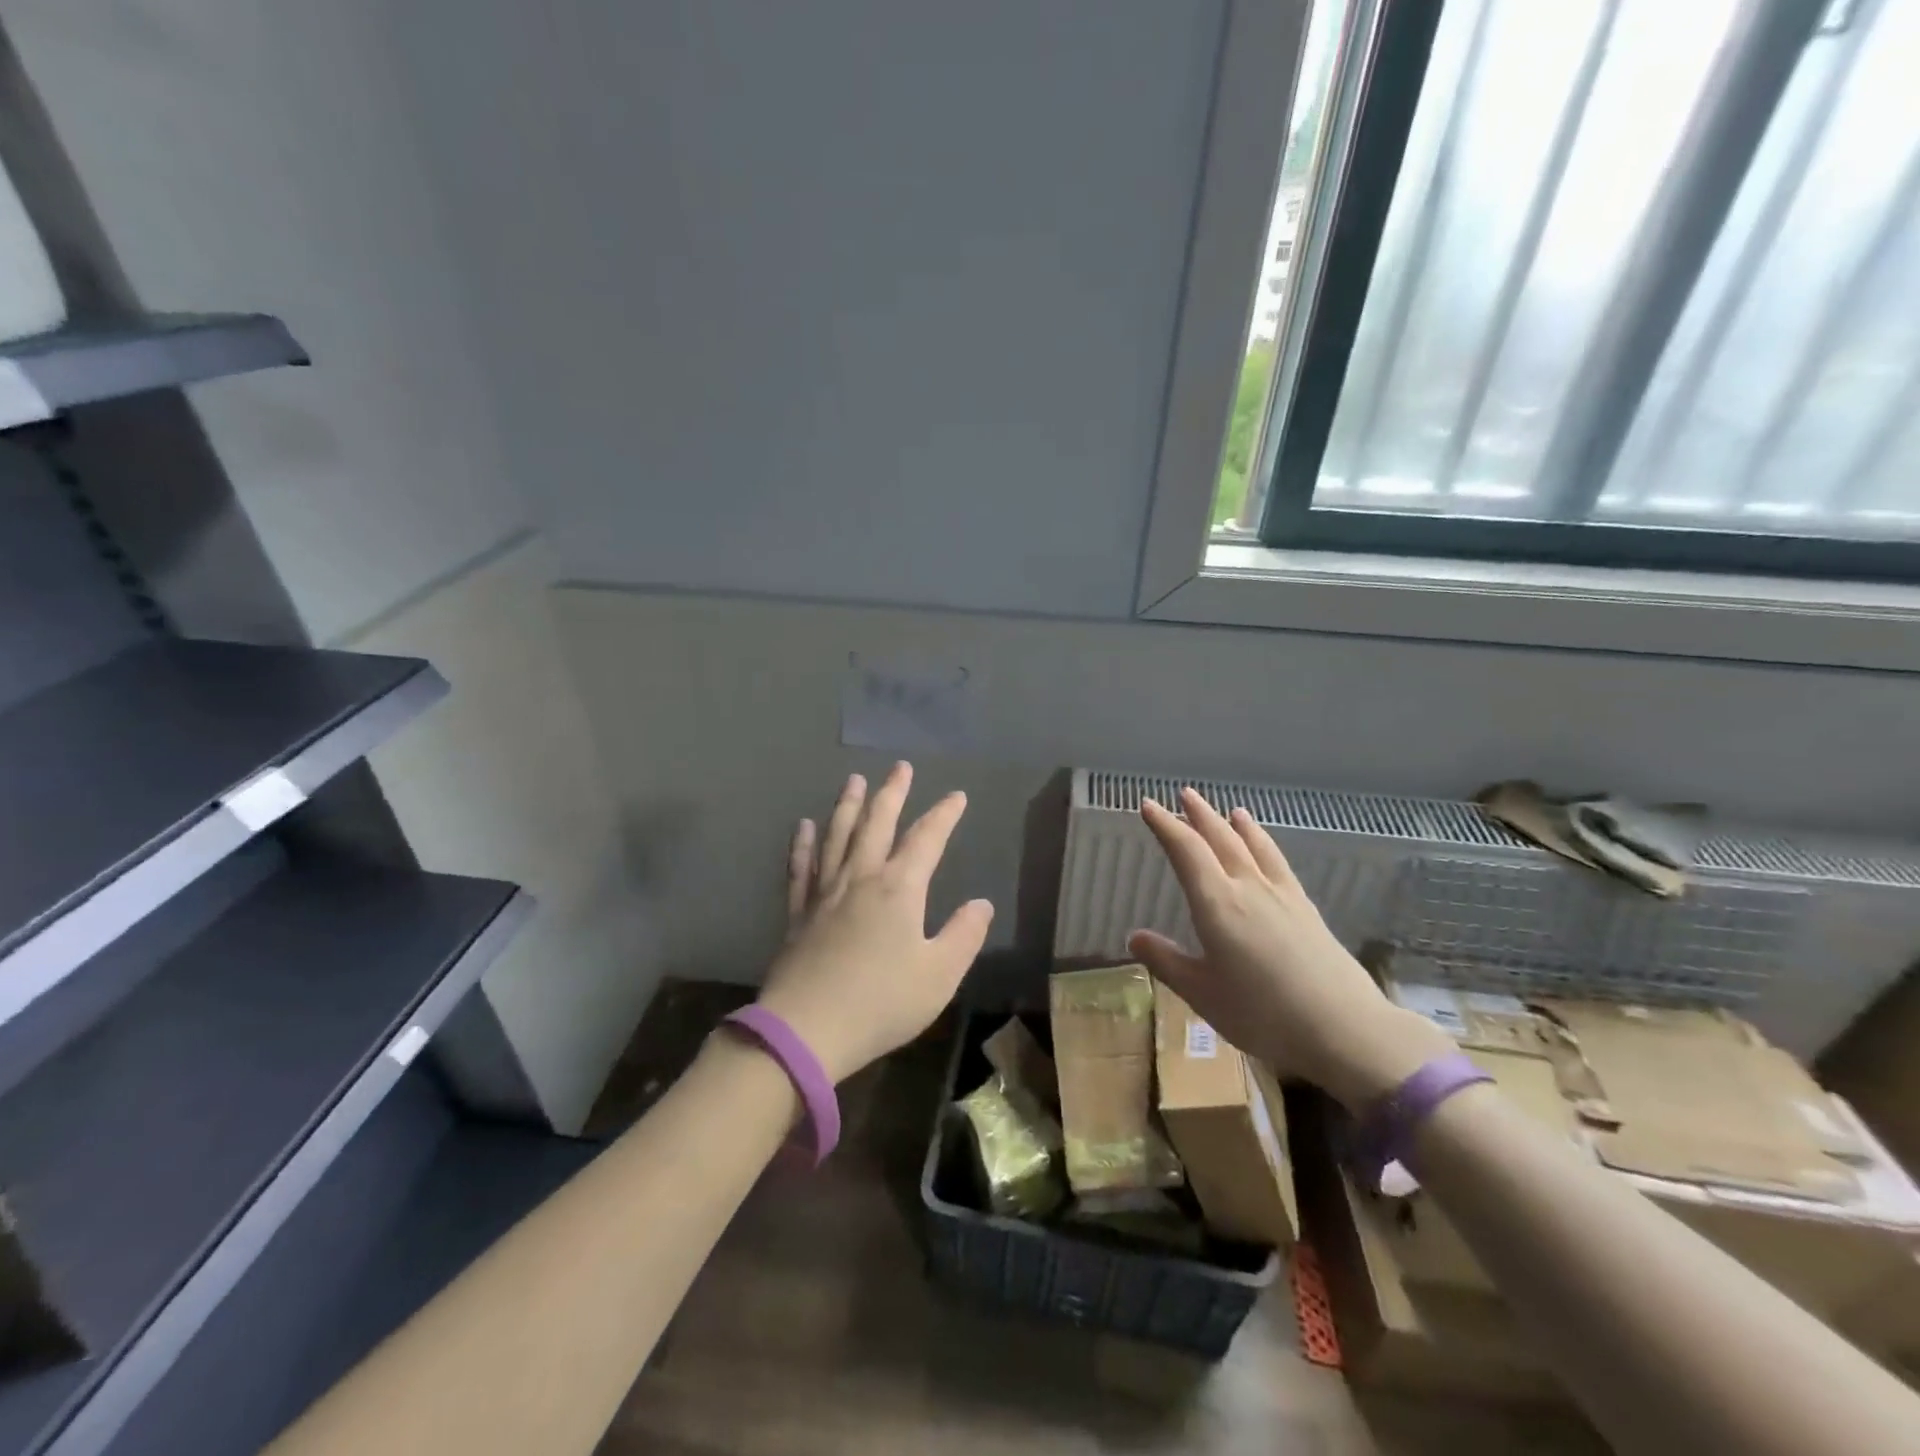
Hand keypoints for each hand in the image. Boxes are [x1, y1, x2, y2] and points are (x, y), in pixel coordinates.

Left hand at [757, 762, 993, 1082]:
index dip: (944, 814)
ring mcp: (825, 893)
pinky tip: (803, 826)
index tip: (957, 795)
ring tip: (854, 780)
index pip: (927, 839)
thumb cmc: (882, 1003)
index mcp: (899, 890)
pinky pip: (801, 868)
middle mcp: (861, 879)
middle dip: (892, 793)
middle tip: (900, 767)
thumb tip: (981, 903)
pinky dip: (802, 844)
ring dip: (848, 806)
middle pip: (877, 824)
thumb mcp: (939, 976)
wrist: (806, 1031)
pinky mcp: (799, 913)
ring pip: (838, 837)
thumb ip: (963, 936)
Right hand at [1126, 788, 1451, 1110]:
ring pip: (1253, 846)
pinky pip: (1278, 862)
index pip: (1186, 851)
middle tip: (1184, 794)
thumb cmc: (1263, 1013)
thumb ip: (1167, 962)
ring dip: (1235, 824)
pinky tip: (1266, 847)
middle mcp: (1248, 887)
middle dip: (1199, 815)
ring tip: (1228, 810)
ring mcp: (1281, 895)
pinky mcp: (1306, 909)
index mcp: (1217, 903)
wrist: (1345, 1029)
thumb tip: (1134, 937)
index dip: (1165, 825)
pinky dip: (1265, 844)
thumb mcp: (1202, 993)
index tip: (1148, 805)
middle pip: (1220, 839)